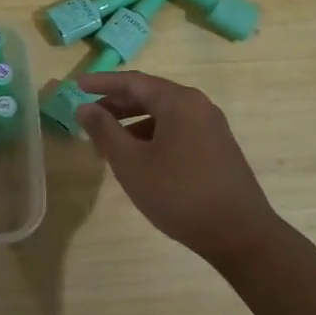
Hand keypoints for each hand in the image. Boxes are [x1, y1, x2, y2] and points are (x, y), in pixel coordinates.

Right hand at [75, 71, 285, 266]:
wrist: (239, 234)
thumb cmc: (178, 194)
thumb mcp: (131, 163)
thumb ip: (105, 131)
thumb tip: (85, 108)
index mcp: (178, 101)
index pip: (133, 81)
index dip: (102, 83)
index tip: (76, 86)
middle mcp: (198, 105)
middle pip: (150, 94)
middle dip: (116, 103)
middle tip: (87, 115)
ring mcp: (211, 127)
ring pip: (163, 114)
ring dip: (133, 122)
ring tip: (107, 141)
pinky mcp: (217, 148)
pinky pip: (177, 130)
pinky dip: (152, 135)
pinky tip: (138, 157)